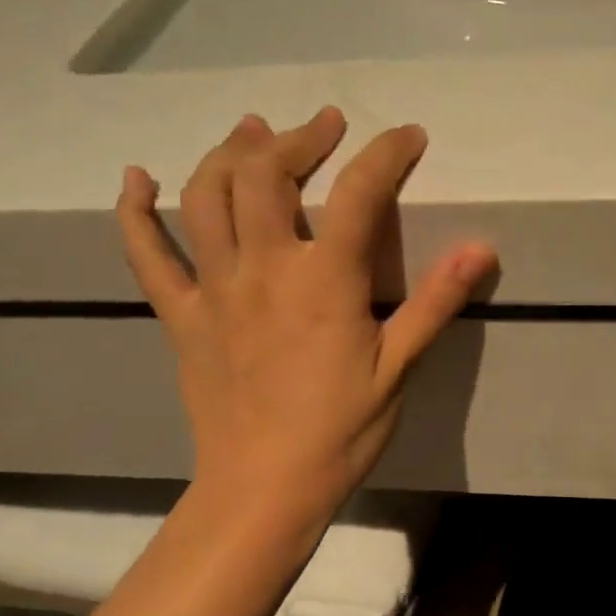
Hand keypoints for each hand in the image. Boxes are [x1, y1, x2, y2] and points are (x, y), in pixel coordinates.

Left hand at [115, 107, 496, 532]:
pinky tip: (134, 180)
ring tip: (252, 130)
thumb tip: (481, 247)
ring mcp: (213, 288)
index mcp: (324, 280)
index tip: (408, 136)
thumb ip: (436, 301)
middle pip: (267, 174)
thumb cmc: (340, 431)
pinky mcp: (181, 315)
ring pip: (205, 196)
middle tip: (325, 125)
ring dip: (229, 153)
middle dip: (300, 138)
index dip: (387, 153)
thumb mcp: (399, 366)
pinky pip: (147, 256)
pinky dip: (135, 213)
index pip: (359, 192)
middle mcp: (263, 268)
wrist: (263, 489)